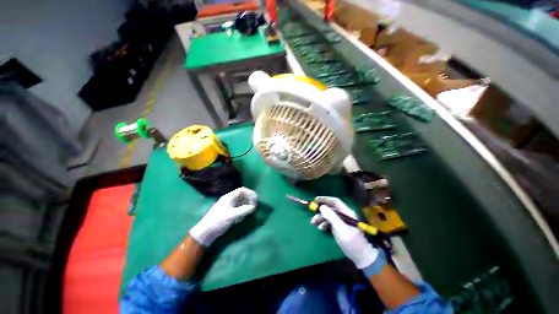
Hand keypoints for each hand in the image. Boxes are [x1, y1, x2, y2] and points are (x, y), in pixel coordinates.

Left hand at [190, 187, 257, 245]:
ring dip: (247, 204)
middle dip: (250, 198)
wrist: (206, 232)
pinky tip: (245, 214)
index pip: (242, 190)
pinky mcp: (228, 212)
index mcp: (229, 197)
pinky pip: (239, 207)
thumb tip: (253, 207)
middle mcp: (229, 199)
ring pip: (241, 201)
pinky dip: (244, 209)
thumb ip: (244, 210)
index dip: (250, 193)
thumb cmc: (218, 221)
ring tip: (252, 209)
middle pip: (242, 195)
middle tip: (255, 205)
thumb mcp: (232, 215)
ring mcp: (229, 206)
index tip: (256, 199)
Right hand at [311, 196, 379, 268]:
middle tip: (312, 213)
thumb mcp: (341, 229)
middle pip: (330, 208)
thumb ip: (332, 217)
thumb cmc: (352, 242)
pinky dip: (323, 223)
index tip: (315, 200)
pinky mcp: (339, 227)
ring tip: (313, 223)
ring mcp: (341, 221)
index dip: (325, 199)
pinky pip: (329, 222)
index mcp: (347, 212)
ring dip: (320, 217)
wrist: (361, 257)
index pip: (335, 201)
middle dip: (321, 210)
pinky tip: (321, 228)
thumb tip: (322, 207)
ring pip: (328, 215)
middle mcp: (344, 214)